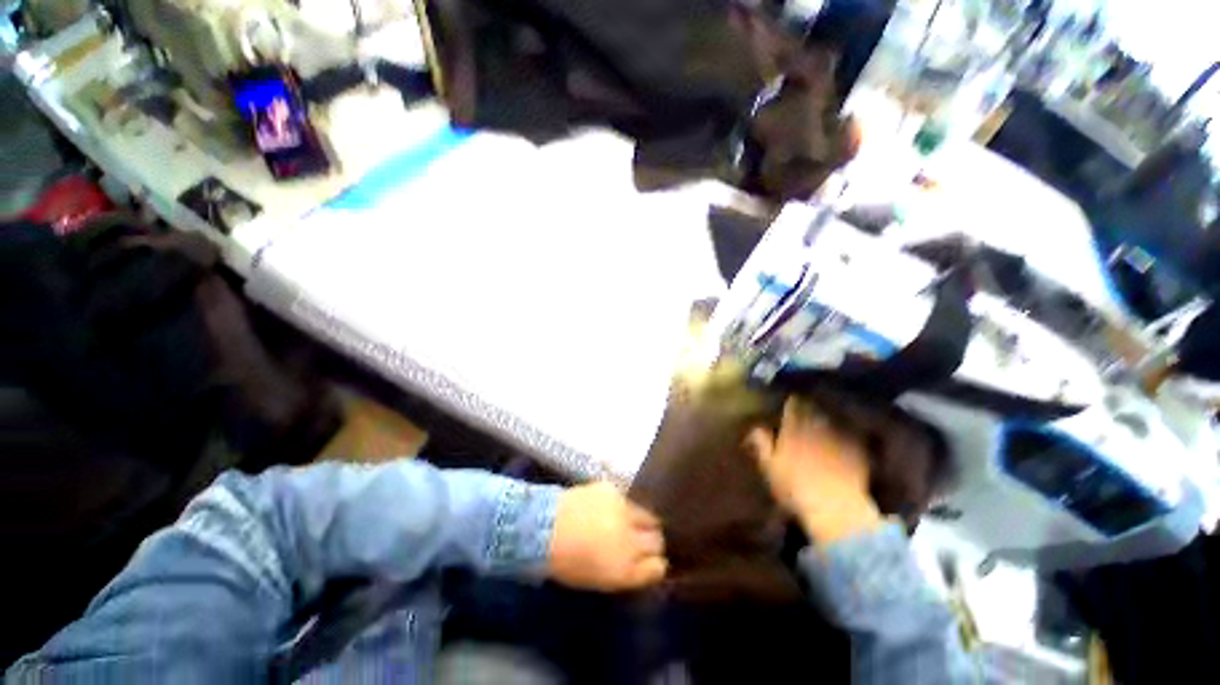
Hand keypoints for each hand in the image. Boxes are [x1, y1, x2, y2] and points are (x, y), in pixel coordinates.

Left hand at [548, 482, 666, 591]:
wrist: (543, 527)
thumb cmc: (566, 562)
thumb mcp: (601, 579)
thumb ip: (628, 571)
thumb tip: (646, 563)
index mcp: (626, 568)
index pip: (658, 566)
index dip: (654, 563)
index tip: (648, 561)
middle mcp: (631, 538)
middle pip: (657, 538)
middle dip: (652, 541)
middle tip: (639, 541)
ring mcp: (624, 510)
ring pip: (646, 515)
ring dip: (639, 521)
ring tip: (622, 522)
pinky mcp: (612, 489)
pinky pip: (626, 499)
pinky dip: (620, 505)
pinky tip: (606, 508)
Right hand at [745, 398, 882, 544]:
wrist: (835, 508)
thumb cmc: (795, 489)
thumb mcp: (770, 467)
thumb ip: (762, 444)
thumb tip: (755, 427)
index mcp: (793, 431)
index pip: (792, 408)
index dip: (792, 402)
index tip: (791, 398)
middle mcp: (816, 429)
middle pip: (812, 410)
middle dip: (809, 406)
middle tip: (808, 403)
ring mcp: (838, 439)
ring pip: (831, 420)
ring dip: (826, 417)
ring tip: (824, 417)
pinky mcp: (857, 450)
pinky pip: (850, 435)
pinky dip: (846, 433)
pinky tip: (845, 436)